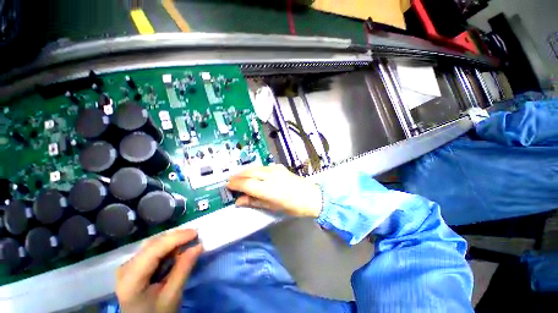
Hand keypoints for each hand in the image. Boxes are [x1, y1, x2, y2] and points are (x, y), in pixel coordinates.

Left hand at [116, 229, 202, 312]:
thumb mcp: (172, 296)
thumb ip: (183, 270)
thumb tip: (199, 246)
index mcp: (131, 278)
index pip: (154, 250)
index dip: (176, 238)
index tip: (196, 233)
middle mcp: (126, 267)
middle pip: (153, 244)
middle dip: (176, 237)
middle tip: (195, 236)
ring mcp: (129, 265)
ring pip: (153, 243)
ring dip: (173, 240)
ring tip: (189, 241)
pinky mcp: (134, 265)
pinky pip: (153, 249)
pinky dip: (168, 246)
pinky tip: (178, 249)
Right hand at [227, 164, 321, 217]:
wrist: (311, 196)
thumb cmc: (293, 206)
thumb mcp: (272, 207)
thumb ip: (254, 202)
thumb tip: (239, 201)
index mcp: (268, 190)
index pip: (246, 184)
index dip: (235, 184)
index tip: (228, 185)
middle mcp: (271, 177)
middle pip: (249, 173)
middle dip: (238, 176)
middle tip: (230, 180)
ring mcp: (276, 170)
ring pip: (255, 168)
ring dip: (245, 171)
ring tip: (239, 176)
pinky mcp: (280, 167)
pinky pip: (263, 166)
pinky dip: (255, 169)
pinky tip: (253, 173)